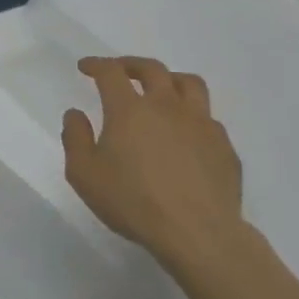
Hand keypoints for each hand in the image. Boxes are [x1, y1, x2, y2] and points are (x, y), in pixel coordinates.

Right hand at [61, 56, 245, 272]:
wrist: (199, 235)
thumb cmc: (133, 202)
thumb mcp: (84, 174)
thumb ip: (75, 138)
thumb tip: (76, 114)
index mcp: (129, 109)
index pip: (110, 72)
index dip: (96, 64)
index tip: (85, 67)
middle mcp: (166, 106)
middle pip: (152, 68)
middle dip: (131, 65)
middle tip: (120, 72)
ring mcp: (200, 124)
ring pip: (189, 84)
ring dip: (170, 80)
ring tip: (161, 91)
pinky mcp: (224, 147)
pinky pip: (209, 118)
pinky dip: (193, 116)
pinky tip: (186, 133)